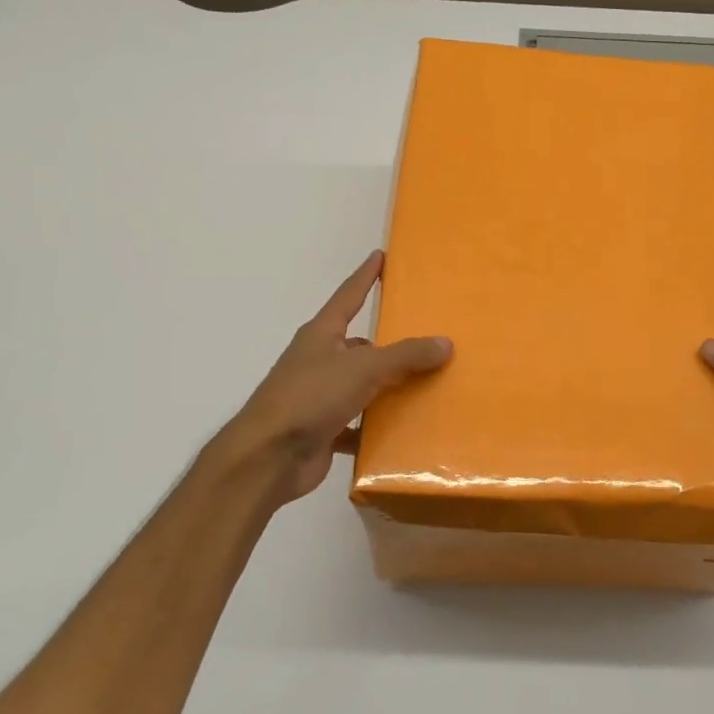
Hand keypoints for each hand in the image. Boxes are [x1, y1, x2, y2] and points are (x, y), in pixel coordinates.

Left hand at [217, 251, 451, 506]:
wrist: (268, 458)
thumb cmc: (310, 397)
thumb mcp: (363, 368)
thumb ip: (405, 356)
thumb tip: (445, 343)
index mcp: (321, 335)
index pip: (348, 296)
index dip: (366, 276)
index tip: (381, 256)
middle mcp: (318, 360)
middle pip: (358, 345)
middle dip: (387, 343)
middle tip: (423, 338)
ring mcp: (318, 397)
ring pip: (360, 386)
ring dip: (386, 388)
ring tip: (426, 385)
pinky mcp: (322, 430)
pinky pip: (358, 424)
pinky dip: (377, 427)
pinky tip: (404, 431)